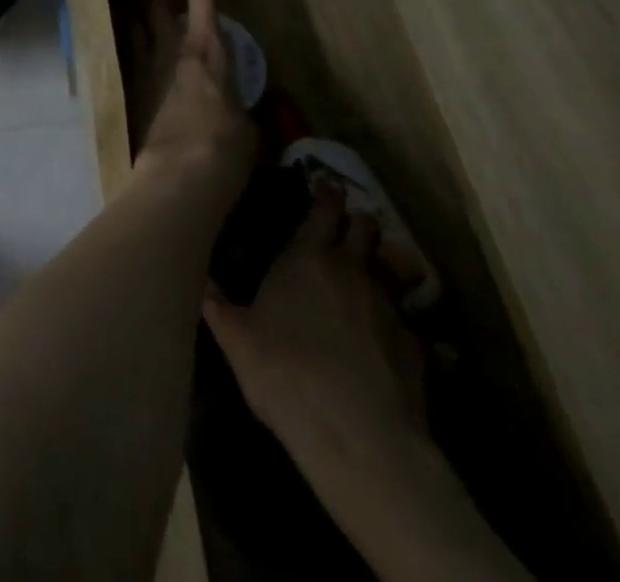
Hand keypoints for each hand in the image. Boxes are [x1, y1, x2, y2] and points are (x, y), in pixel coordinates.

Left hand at [133, 0, 254, 184]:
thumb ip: (239, 108)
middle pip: (157, 9)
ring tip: (149, 37)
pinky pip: (128, 65)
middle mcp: (171, 52)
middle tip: (171, 14)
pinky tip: (140, 75)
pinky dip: (134, 63)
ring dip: (142, 30)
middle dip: (163, 6)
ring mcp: (144, 72)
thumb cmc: (225, 148)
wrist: (177, 176)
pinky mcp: (128, 96)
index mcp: (206, 52)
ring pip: (135, 32)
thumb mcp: (247, 128)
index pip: (201, 2)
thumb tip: (238, 111)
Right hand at [203, 182, 426, 475]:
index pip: (324, 207)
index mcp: (308, 256)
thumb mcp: (235, 339)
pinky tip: (410, 344)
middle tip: (348, 224)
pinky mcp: (418, 348)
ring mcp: (390, 307)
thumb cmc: (286, 373)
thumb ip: (218, 304)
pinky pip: (419, 328)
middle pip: (366, 225)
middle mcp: (353, 269)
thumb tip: (200, 279)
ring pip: (396, 267)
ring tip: (379, 274)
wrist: (359, 438)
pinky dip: (413, 330)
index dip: (326, 191)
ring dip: (388, 264)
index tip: (325, 180)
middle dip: (359, 220)